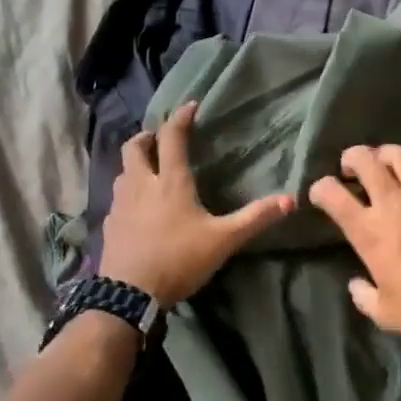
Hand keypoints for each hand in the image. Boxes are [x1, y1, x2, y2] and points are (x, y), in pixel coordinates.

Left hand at [100, 102, 295, 304]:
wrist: (129, 294)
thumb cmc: (179, 259)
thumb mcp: (223, 240)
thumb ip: (255, 218)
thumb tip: (292, 199)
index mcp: (170, 181)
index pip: (172, 137)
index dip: (180, 117)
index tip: (190, 106)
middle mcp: (141, 184)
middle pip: (134, 147)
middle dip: (146, 136)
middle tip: (160, 138)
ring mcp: (120, 205)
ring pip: (122, 172)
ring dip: (134, 164)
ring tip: (148, 170)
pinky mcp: (109, 225)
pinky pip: (116, 199)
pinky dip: (127, 194)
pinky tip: (136, 209)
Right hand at [308, 146, 400, 352]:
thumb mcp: (384, 314)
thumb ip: (363, 296)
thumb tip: (356, 284)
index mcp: (369, 233)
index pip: (332, 195)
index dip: (320, 188)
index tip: (321, 194)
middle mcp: (393, 205)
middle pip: (365, 160)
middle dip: (353, 157)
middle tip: (353, 168)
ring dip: (389, 154)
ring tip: (388, 163)